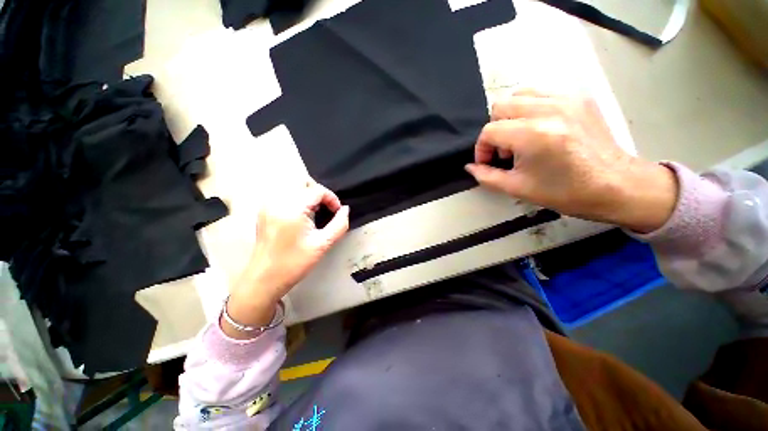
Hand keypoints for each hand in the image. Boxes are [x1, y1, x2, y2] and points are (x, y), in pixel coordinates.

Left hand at [223, 181, 348, 337]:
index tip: (337, 212)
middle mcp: (277, 200)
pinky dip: (296, 197)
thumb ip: (339, 225)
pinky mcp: (264, 210)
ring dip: (307, 193)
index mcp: (292, 208)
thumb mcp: (323, 244)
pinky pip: (283, 193)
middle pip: (302, 180)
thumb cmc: (295, 263)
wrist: (264, 278)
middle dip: (318, 191)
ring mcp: (268, 204)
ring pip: (291, 184)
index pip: (317, 190)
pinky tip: (301, 214)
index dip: (331, 198)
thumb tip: (345, 209)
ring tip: (314, 211)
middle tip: (326, 208)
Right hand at [465, 89, 677, 232]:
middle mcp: (548, 109)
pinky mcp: (579, 97)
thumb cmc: (565, 192)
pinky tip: (539, 128)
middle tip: (506, 150)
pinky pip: (542, 93)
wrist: (616, 185)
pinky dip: (531, 108)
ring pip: (520, 94)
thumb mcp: (517, 188)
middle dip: (495, 129)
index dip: (482, 148)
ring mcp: (567, 99)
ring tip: (521, 137)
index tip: (488, 163)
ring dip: (511, 115)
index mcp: (533, 135)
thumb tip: (470, 167)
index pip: (490, 131)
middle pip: (501, 105)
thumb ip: (486, 176)